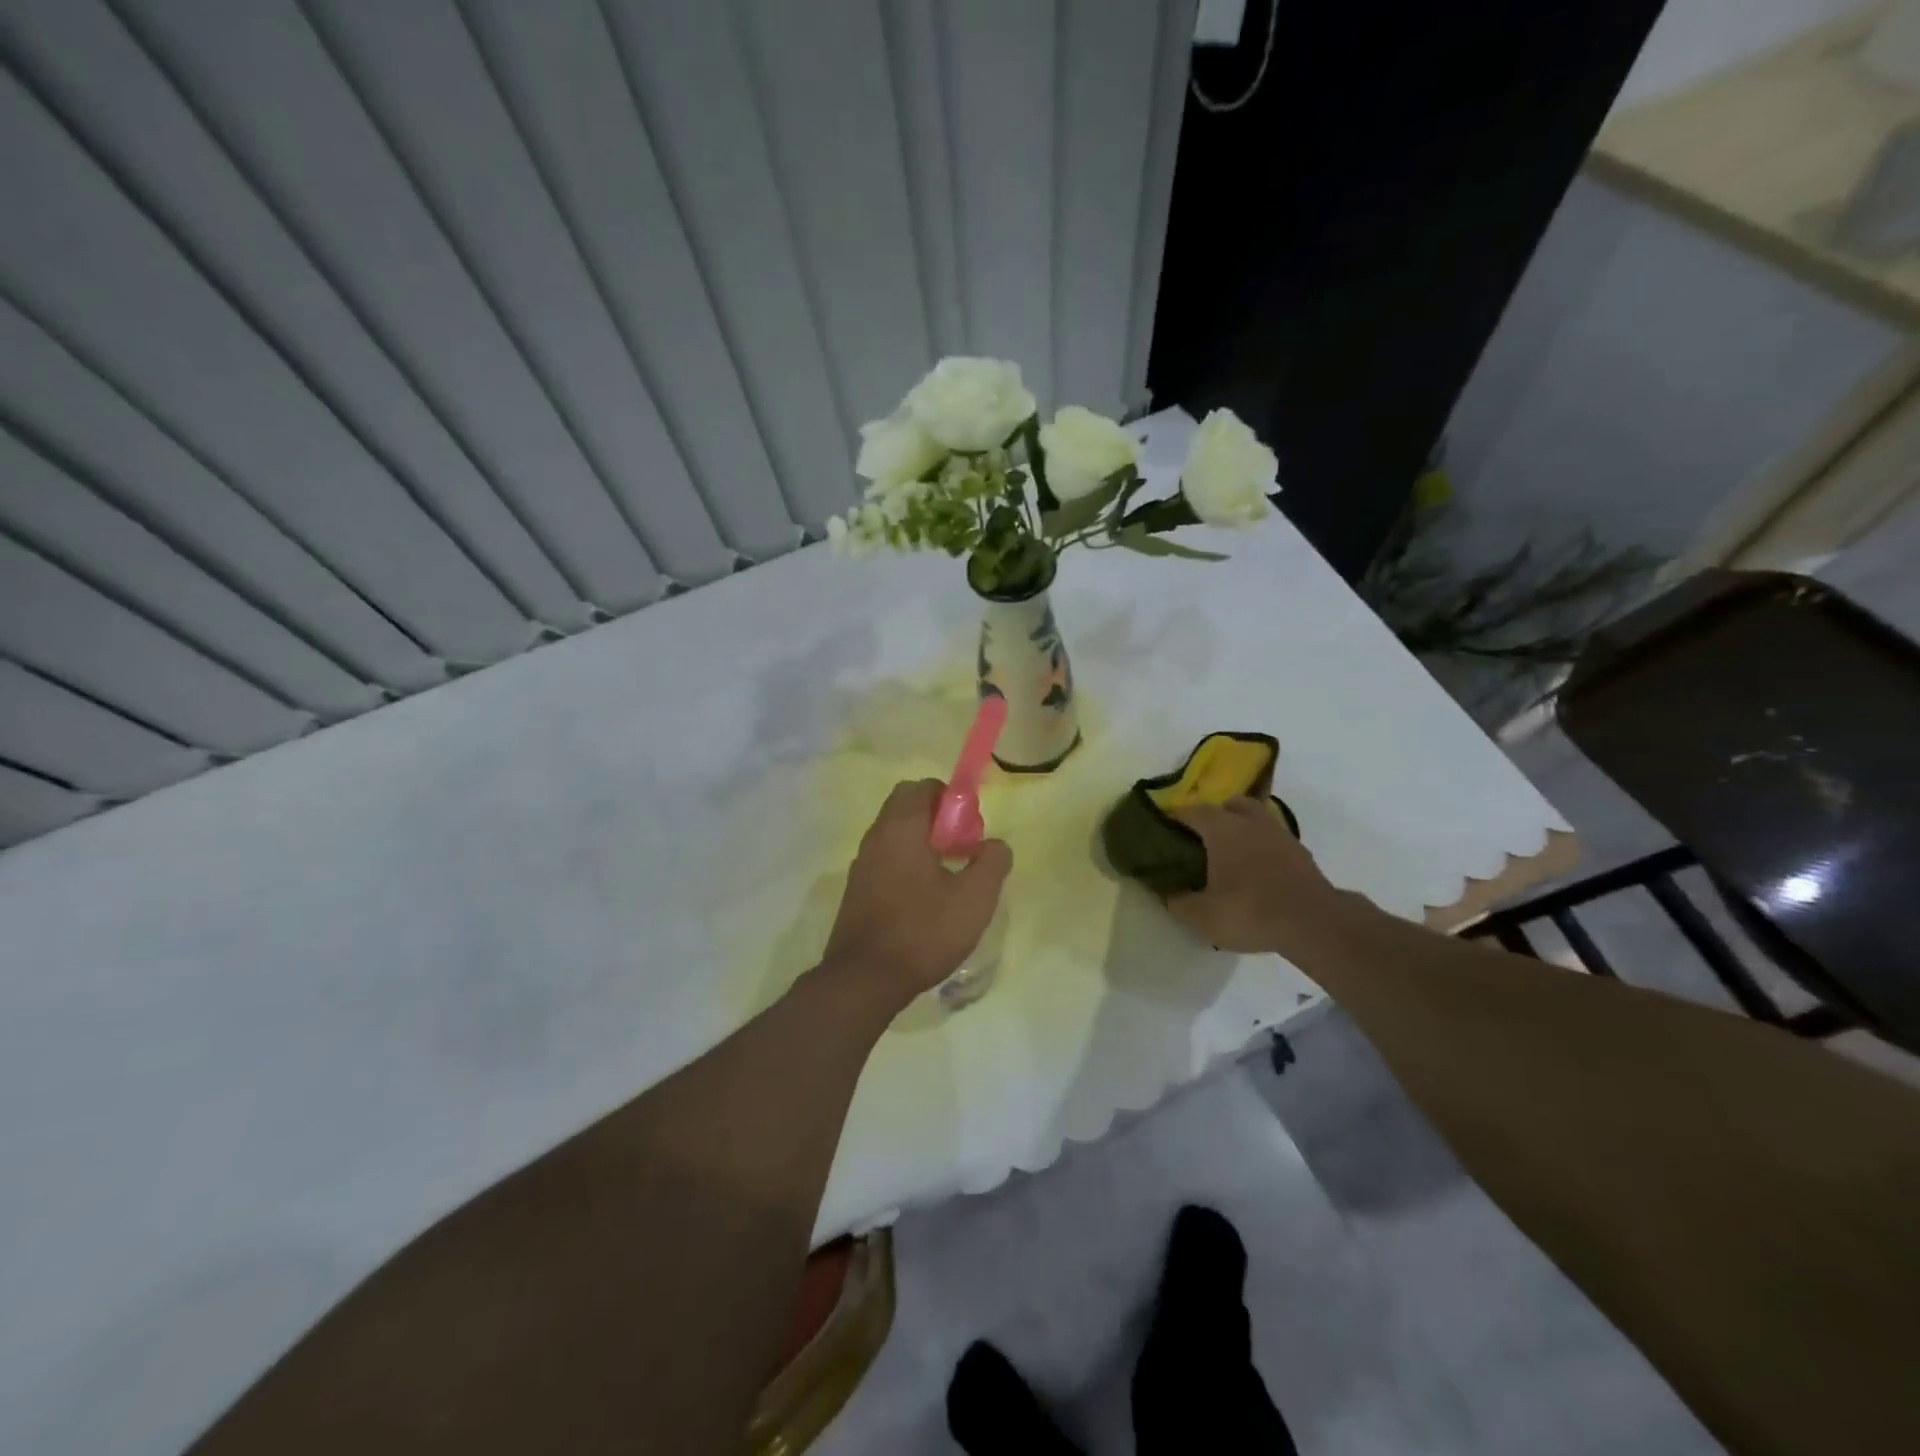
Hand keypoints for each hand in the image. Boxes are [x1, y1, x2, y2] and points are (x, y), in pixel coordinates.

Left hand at [823, 780, 1012, 1005]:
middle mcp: (875, 837)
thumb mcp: (975, 898)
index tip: (970, 831)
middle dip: (938, 819)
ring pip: (895, 835)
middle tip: (962, 850)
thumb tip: (994, 845)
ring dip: (922, 843)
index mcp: (901, 828)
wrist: (865, 979)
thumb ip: (992, 861)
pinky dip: (906, 864)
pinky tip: (925, 900)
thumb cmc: (923, 931)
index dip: (952, 800)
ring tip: (948, 878)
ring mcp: (861, 864)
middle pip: (906, 807)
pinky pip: (885, 859)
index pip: (923, 787)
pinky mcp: (856, 890)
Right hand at [1166, 798, 1344, 953]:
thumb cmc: (1250, 911)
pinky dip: (1262, 847)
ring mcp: (1280, 835)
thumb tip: (1167, 893)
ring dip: (1242, 828)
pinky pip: (1273, 839)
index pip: (1191, 810)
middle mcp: (1251, 822)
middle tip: (1202, 836)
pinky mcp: (1301, 854)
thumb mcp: (1202, 916)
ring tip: (1231, 852)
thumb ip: (1179, 902)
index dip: (1175, 817)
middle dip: (1215, 814)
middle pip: (1230, 804)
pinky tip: (1256, 869)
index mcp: (1222, 828)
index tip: (1164, 827)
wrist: (1315, 924)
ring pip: (1256, 818)